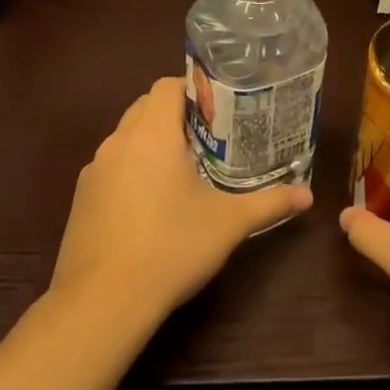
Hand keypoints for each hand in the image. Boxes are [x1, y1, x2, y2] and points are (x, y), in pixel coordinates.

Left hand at [48, 76, 312, 326]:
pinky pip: (112, 168)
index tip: (222, 110)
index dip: (195, 90)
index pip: (167, 86)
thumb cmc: (171, 247)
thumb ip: (270, 203)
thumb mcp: (229, 223)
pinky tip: (154, 205)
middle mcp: (117, 143)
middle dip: (177, 115)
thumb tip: (308, 196)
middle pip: (145, 107)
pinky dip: (133, 171)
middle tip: (212, 138)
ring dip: (153, 144)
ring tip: (186, 169)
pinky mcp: (81, 200)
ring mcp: (94, 172)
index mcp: (151, 135)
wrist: (102, 302)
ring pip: (126, 139)